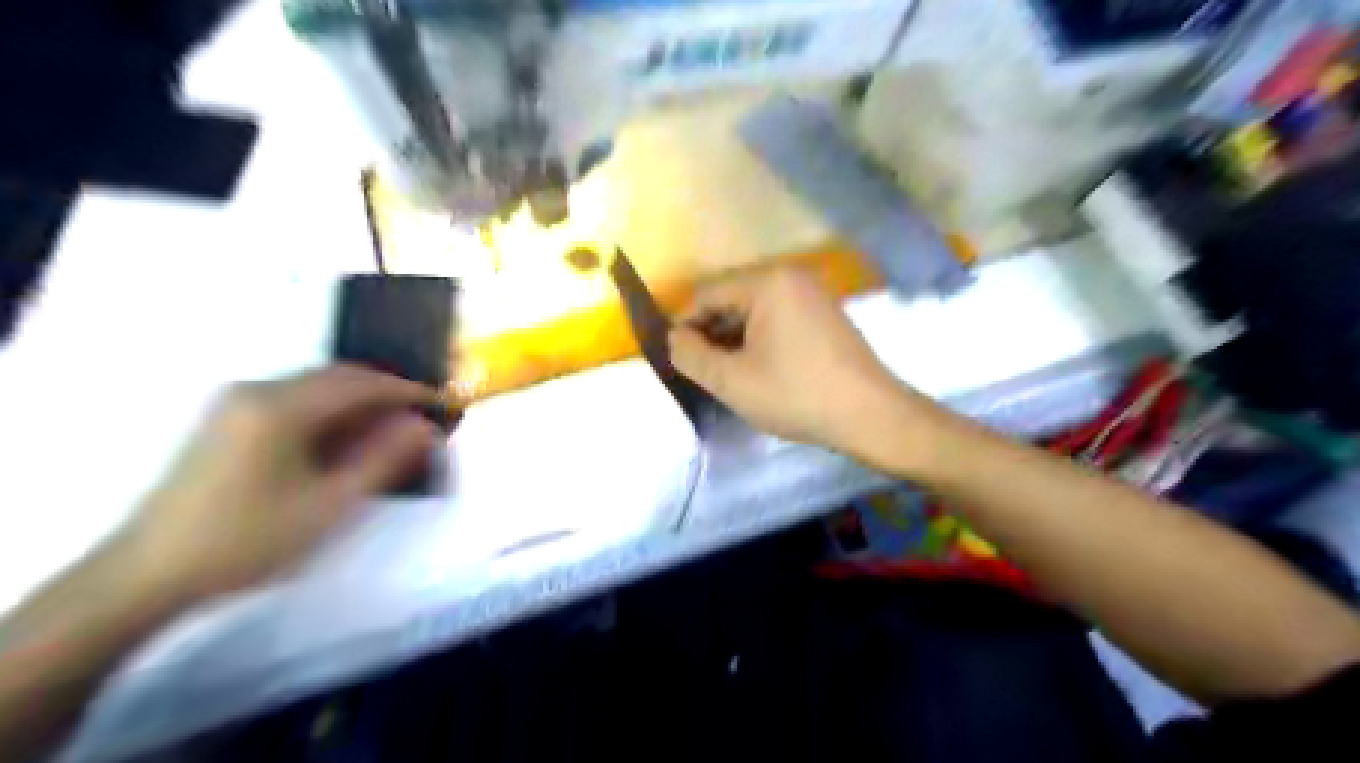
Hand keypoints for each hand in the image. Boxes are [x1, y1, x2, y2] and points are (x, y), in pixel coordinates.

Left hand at [113, 366, 440, 604]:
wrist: (148, 576)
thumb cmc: (248, 541)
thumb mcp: (329, 505)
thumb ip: (383, 459)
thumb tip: (424, 426)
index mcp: (279, 407)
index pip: (361, 383)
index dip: (408, 391)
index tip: (444, 404)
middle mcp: (256, 390)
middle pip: (338, 376)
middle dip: (386, 392)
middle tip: (423, 416)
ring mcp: (236, 403)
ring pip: (317, 387)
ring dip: (360, 401)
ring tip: (394, 429)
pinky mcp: (227, 420)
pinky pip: (296, 400)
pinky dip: (332, 411)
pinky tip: (348, 439)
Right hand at [667, 269, 930, 459]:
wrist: (871, 415)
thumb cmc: (796, 395)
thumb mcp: (732, 381)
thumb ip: (691, 356)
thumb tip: (673, 338)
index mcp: (767, 282)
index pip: (706, 294)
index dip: (684, 326)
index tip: (677, 359)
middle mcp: (791, 277)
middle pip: (731, 298)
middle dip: (711, 333)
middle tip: (702, 371)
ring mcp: (813, 294)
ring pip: (755, 311)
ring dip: (734, 339)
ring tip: (727, 374)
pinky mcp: (825, 314)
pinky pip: (778, 318)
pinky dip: (760, 339)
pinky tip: (758, 369)